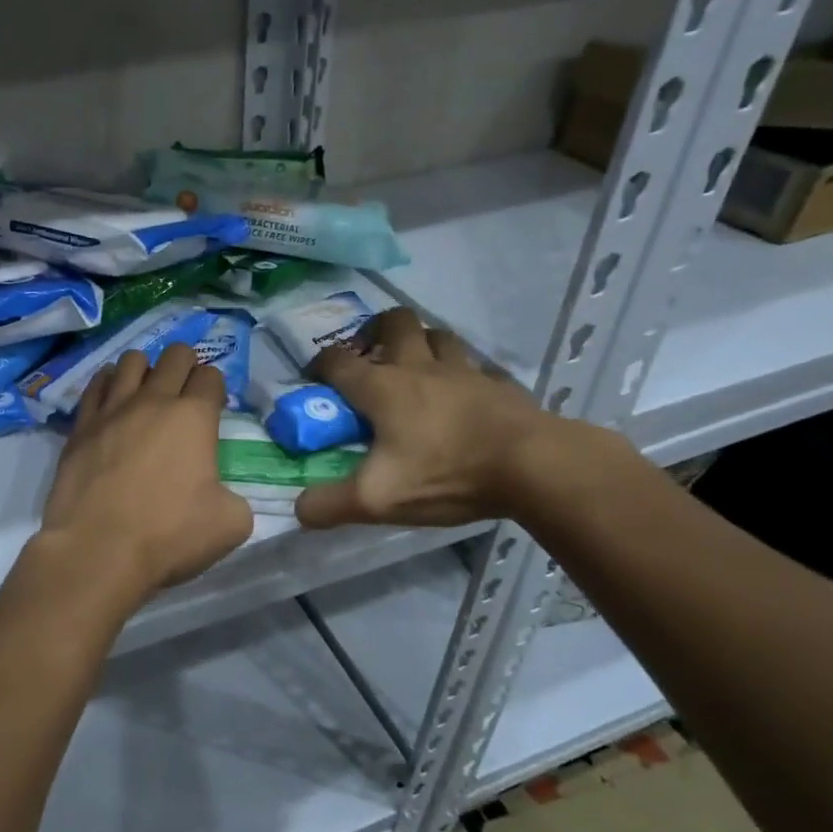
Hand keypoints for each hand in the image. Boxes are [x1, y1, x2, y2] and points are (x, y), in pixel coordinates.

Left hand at [40, 343, 254, 597]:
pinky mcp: (81, 427)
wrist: (98, 551)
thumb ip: (234, 497)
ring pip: (132, 360)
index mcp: (194, 417)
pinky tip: (112, 399)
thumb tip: (220, 493)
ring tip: (147, 394)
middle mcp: (153, 401)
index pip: (211, 376)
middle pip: (175, 355)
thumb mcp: (231, 524)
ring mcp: (112, 410)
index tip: (214, 408)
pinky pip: (96, 386)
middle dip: (187, 366)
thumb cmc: (169, 535)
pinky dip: (108, 384)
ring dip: (146, 370)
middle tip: (186, 394)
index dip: (216, 388)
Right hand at [295, 308, 560, 529]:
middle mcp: (420, 367)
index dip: (319, 366)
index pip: (337, 360)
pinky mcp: (500, 385)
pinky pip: (477, 366)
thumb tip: (299, 510)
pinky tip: (464, 394)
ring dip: (422, 344)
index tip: (314, 382)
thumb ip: (329, 505)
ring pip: (438, 335)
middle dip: (375, 331)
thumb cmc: (446, 474)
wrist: (533, 466)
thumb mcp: (376, 499)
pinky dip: (464, 374)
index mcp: (382, 387)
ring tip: (416, 370)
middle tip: (371, 359)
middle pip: (394, 321)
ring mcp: (465, 371)